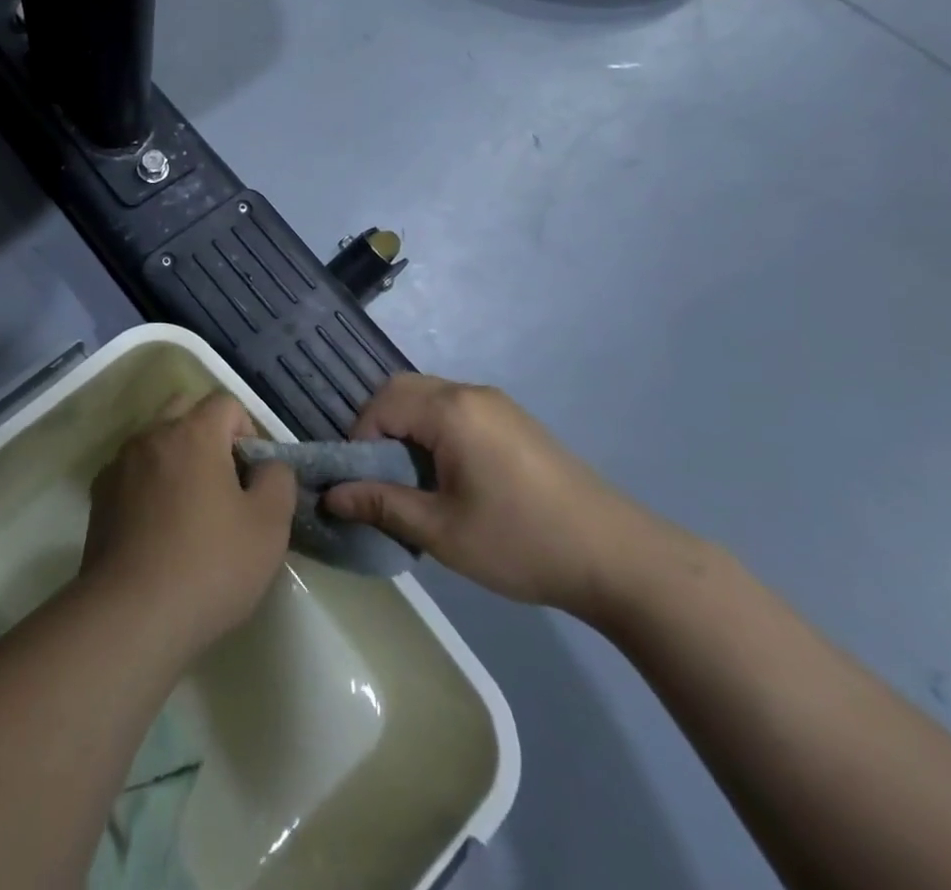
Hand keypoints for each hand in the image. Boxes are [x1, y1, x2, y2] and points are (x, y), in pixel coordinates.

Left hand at [81, 393, 296, 656]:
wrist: (131, 614)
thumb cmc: (210, 565)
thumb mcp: (269, 526)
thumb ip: (278, 480)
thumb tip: (268, 464)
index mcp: (193, 433)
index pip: (226, 403)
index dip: (248, 432)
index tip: (252, 477)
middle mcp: (152, 435)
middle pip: (184, 410)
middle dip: (208, 435)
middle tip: (223, 484)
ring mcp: (120, 463)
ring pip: (155, 440)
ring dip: (176, 458)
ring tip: (190, 509)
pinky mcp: (99, 494)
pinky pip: (132, 471)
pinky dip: (148, 483)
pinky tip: (157, 528)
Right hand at [323, 374, 661, 619]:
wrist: (621, 560)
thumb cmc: (522, 542)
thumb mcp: (442, 531)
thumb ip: (381, 505)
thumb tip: (330, 496)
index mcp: (451, 410)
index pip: (381, 405)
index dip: (360, 442)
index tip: (363, 485)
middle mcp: (471, 393)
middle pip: (402, 391)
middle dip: (379, 428)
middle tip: (381, 478)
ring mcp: (497, 405)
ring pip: (429, 398)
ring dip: (407, 429)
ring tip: (414, 482)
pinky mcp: (514, 421)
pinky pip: (455, 410)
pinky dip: (434, 431)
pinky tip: (449, 477)